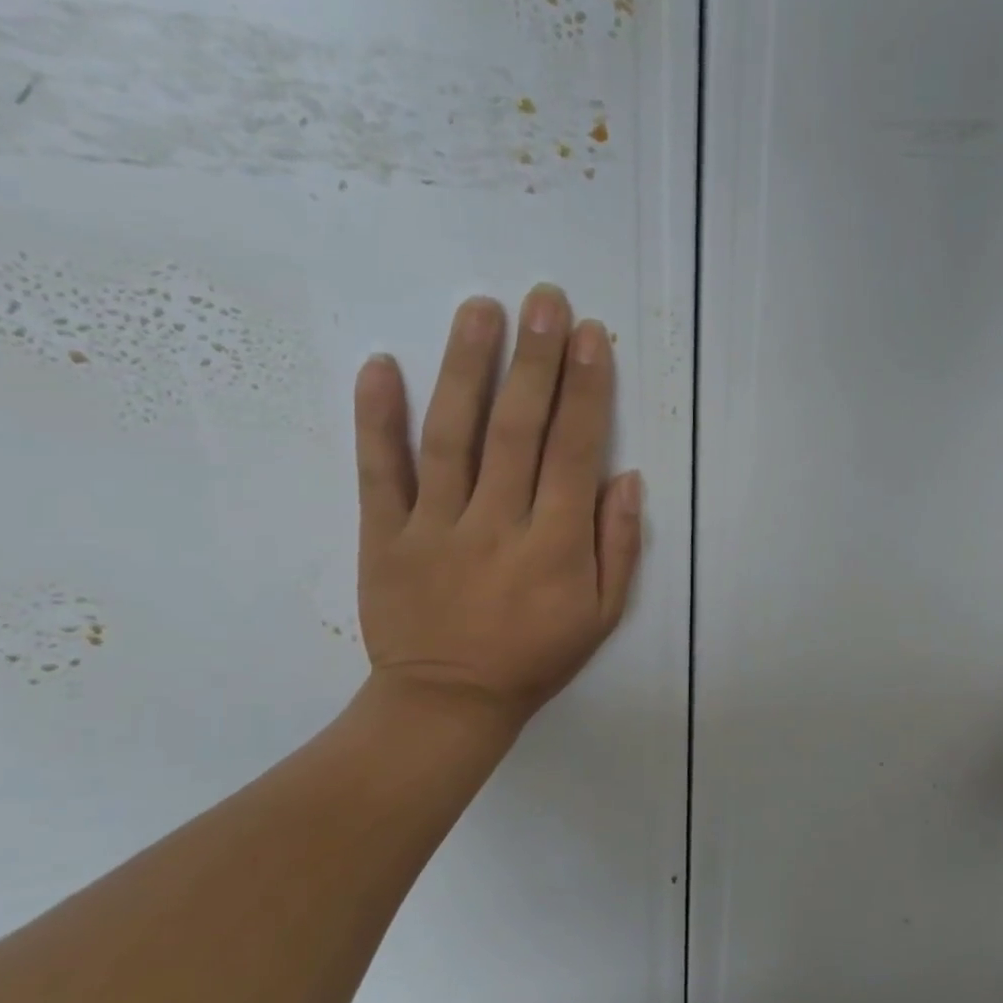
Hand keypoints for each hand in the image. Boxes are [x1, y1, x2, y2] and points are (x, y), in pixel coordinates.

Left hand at [349, 285, 642, 733]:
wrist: (447, 704)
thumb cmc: (535, 657)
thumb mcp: (602, 615)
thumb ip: (618, 545)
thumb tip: (626, 476)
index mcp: (555, 546)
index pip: (574, 451)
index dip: (586, 390)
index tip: (590, 335)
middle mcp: (498, 525)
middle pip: (518, 430)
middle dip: (535, 360)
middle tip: (544, 298)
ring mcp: (435, 527)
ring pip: (451, 436)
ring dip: (467, 369)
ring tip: (480, 309)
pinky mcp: (384, 536)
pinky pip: (379, 472)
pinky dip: (376, 418)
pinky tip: (381, 364)